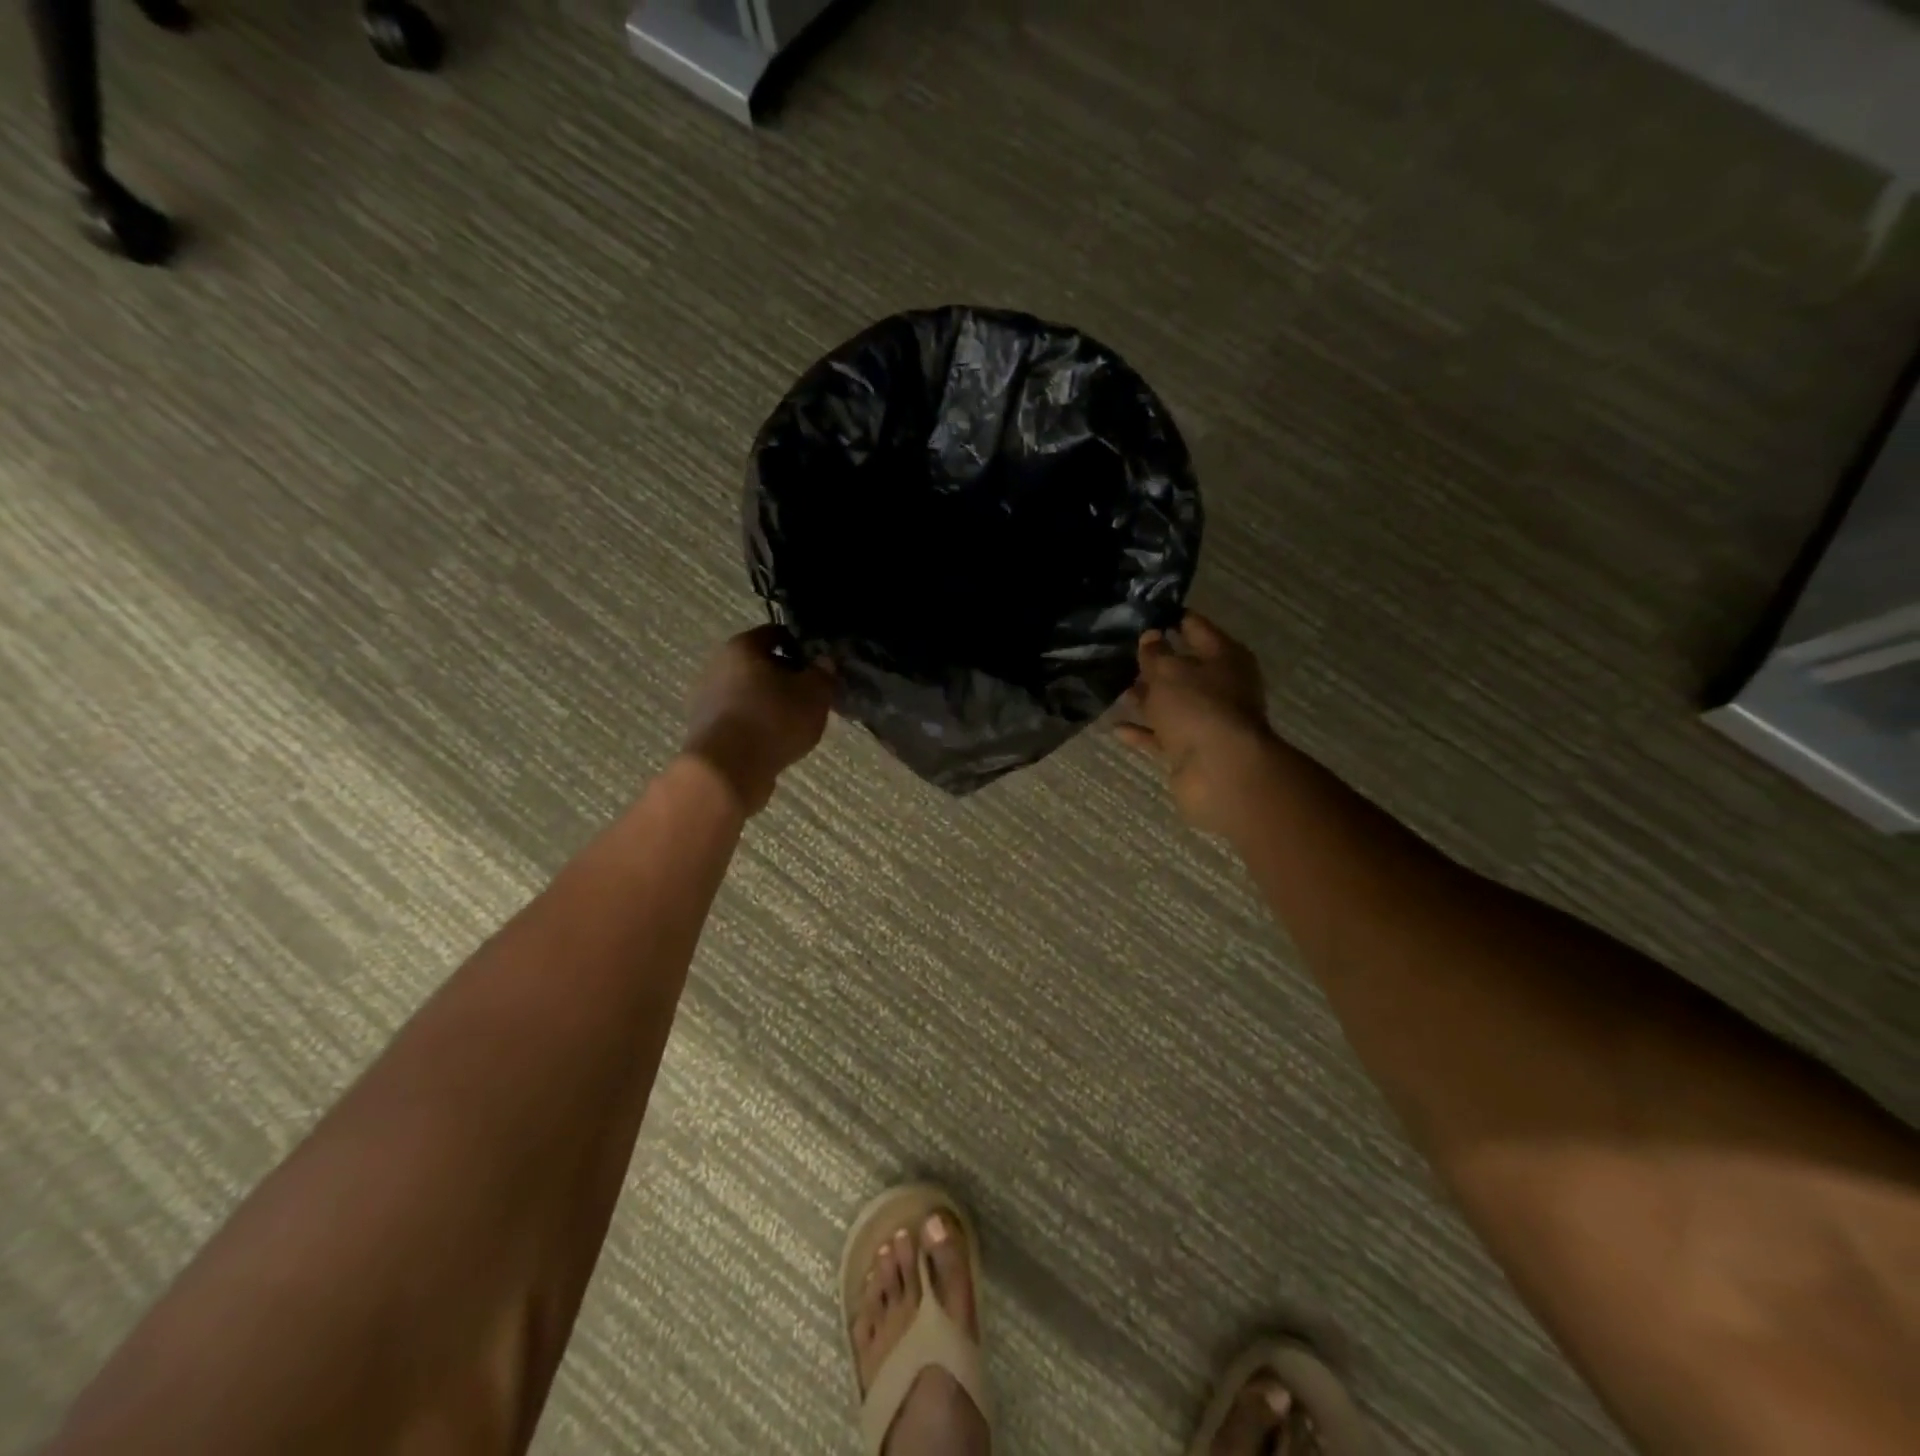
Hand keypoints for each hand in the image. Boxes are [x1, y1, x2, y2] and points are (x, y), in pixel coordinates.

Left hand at [679, 626, 833, 814]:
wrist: (727, 770)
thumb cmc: (773, 720)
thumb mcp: (814, 694)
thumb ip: (823, 673)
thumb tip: (825, 661)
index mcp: (742, 646)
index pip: (776, 633)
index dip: (801, 645)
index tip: (820, 663)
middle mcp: (718, 666)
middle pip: (760, 664)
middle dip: (786, 676)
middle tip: (811, 694)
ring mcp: (708, 700)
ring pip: (749, 693)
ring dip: (772, 702)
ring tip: (797, 721)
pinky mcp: (707, 730)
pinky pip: (741, 719)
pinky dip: (759, 725)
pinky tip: (777, 741)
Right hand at [1117, 612, 1278, 835]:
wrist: (1220, 772)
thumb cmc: (1198, 708)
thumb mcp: (1168, 672)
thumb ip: (1155, 653)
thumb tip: (1150, 636)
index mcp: (1224, 656)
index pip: (1195, 627)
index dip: (1169, 618)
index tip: (1140, 613)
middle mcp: (1220, 685)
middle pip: (1183, 667)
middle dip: (1153, 661)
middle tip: (1118, 651)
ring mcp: (1206, 719)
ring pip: (1170, 702)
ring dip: (1144, 697)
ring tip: (1112, 686)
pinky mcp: (1191, 749)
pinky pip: (1162, 735)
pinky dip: (1142, 731)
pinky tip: (1116, 726)